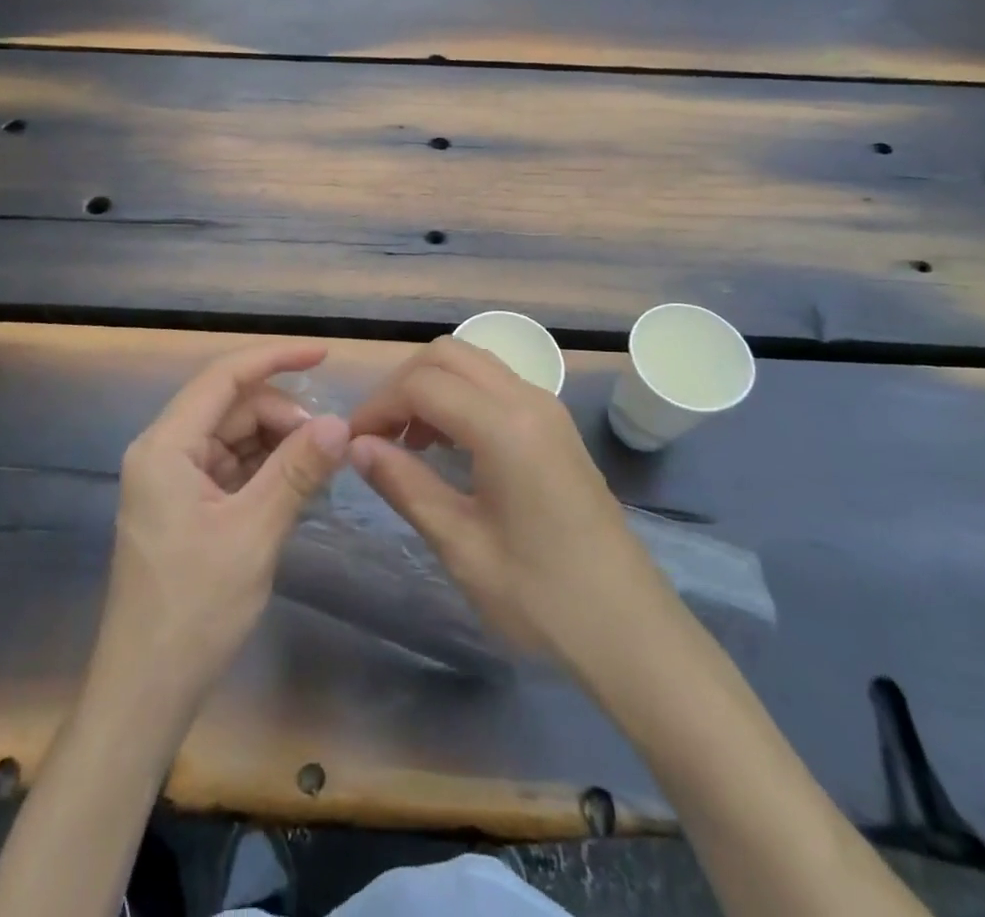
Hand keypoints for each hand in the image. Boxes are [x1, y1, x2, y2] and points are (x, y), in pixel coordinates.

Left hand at [91, 341, 352, 726]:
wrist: (146, 692)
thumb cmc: (194, 610)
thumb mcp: (254, 533)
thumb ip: (297, 471)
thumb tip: (340, 423)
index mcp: (166, 447)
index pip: (224, 377)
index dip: (275, 358)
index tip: (324, 353)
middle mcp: (164, 452)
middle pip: (232, 408)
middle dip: (283, 416)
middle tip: (331, 445)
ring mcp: (173, 480)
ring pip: (235, 437)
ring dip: (278, 444)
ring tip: (321, 467)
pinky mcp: (185, 506)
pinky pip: (233, 468)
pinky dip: (266, 470)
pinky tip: (298, 486)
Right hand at [347, 337, 672, 671]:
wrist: (632, 630)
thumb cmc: (542, 597)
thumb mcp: (461, 545)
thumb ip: (405, 485)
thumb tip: (357, 446)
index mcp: (504, 426)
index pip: (422, 384)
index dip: (378, 406)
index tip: (352, 443)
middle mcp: (528, 399)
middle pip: (447, 354)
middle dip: (403, 384)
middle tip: (379, 435)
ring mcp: (548, 409)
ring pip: (474, 363)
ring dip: (432, 386)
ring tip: (409, 441)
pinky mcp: (556, 426)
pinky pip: (496, 385)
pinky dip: (461, 396)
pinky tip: (449, 446)